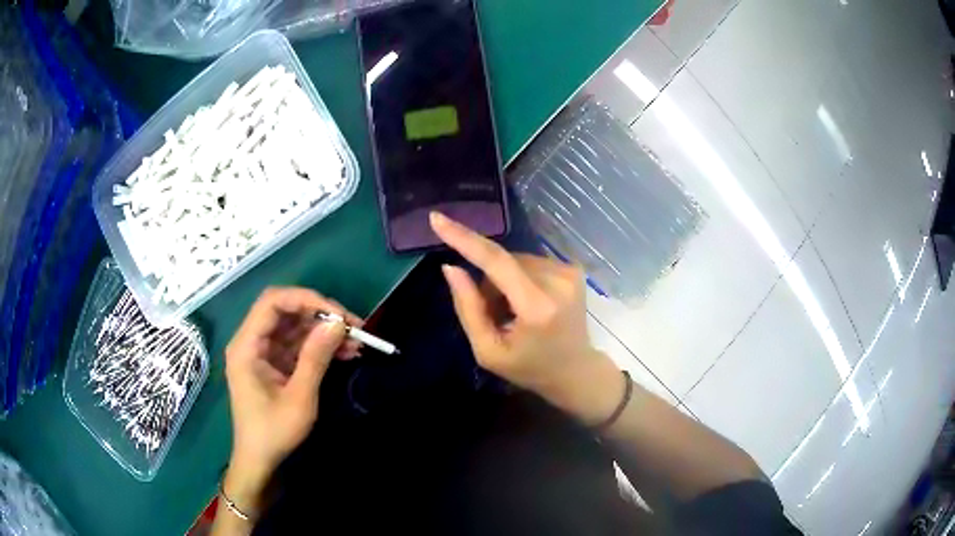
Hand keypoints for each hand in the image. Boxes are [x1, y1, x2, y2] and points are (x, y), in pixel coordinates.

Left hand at [223, 287, 361, 512]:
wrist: (260, 461)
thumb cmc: (274, 432)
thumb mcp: (299, 397)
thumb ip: (315, 357)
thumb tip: (338, 323)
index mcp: (247, 345)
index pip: (273, 302)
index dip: (306, 300)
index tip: (338, 314)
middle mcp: (252, 342)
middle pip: (286, 311)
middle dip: (320, 315)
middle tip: (354, 327)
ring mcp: (263, 353)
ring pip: (295, 328)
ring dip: (324, 332)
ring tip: (357, 343)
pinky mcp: (274, 364)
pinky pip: (298, 345)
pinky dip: (320, 347)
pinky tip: (345, 353)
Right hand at [429, 212, 620, 421]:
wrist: (575, 370)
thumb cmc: (529, 367)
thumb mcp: (488, 351)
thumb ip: (468, 308)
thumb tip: (450, 267)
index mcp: (537, 307)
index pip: (496, 262)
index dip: (464, 239)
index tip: (438, 219)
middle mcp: (558, 281)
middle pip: (502, 261)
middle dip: (488, 282)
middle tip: (495, 316)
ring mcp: (569, 272)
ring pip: (514, 259)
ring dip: (504, 281)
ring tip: (514, 314)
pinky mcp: (573, 268)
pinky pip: (530, 262)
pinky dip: (520, 279)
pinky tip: (528, 304)